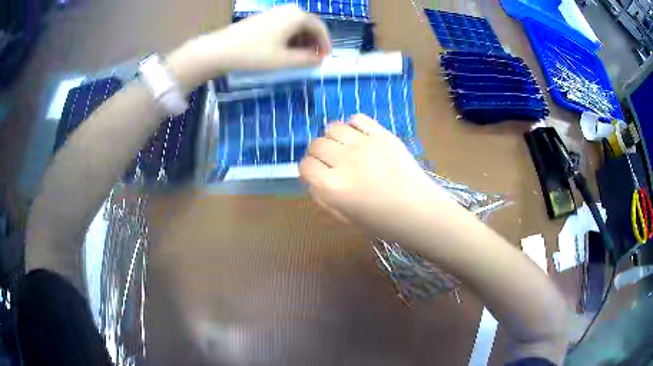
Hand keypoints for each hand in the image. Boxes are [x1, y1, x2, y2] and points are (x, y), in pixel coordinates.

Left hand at [166, 5, 331, 91]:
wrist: (220, 49)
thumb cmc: (255, 54)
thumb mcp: (284, 60)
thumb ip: (307, 60)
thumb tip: (319, 59)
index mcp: (297, 16)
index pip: (320, 28)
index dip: (325, 44)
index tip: (326, 58)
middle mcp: (288, 10)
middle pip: (308, 25)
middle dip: (313, 42)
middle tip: (313, 59)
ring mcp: (274, 12)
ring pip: (296, 26)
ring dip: (301, 41)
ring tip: (299, 57)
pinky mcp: (263, 18)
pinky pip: (284, 26)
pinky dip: (289, 38)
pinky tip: (284, 50)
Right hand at [300, 114, 450, 241]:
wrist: (418, 210)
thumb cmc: (382, 221)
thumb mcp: (344, 217)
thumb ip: (323, 198)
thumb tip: (313, 180)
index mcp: (332, 186)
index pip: (305, 166)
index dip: (307, 170)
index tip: (315, 174)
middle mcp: (344, 160)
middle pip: (316, 144)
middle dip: (317, 154)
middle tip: (329, 161)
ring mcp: (364, 144)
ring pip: (333, 127)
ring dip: (332, 137)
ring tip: (343, 146)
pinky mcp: (382, 134)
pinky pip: (357, 118)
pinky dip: (352, 125)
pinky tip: (358, 136)